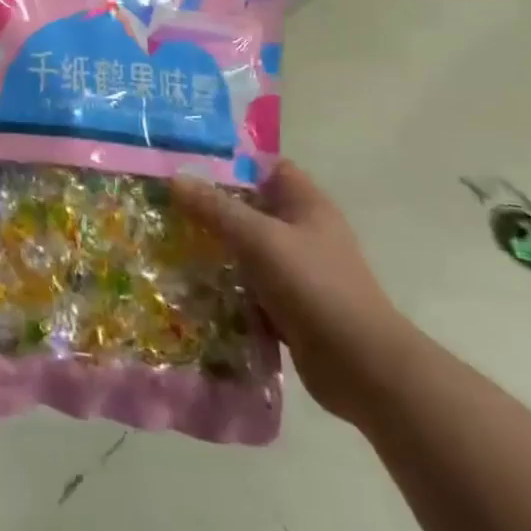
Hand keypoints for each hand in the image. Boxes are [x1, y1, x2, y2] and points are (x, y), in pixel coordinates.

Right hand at [173, 160, 416, 424]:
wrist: (361, 367)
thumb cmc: (314, 286)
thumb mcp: (259, 239)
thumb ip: (216, 208)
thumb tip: (175, 179)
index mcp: (307, 205)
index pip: (269, 168)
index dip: (232, 164)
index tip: (189, 168)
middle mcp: (305, 233)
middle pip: (253, 210)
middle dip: (213, 209)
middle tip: (168, 208)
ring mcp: (299, 273)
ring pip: (249, 251)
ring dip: (216, 251)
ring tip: (170, 246)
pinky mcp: (291, 307)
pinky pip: (251, 288)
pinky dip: (227, 288)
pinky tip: (192, 289)